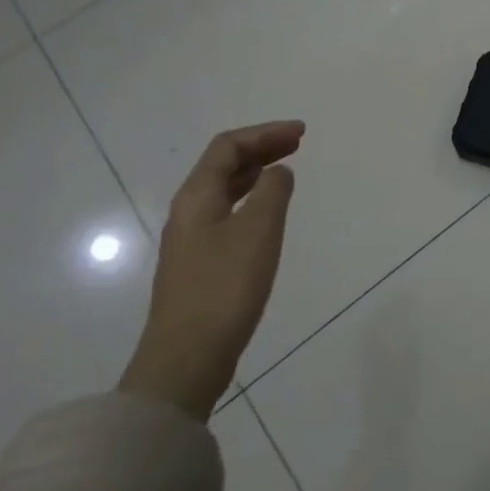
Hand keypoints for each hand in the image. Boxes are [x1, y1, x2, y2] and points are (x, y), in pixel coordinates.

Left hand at [118, 121, 302, 419]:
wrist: (187, 357)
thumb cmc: (225, 287)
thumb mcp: (258, 231)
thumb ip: (273, 192)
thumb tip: (278, 172)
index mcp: (197, 197)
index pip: (228, 147)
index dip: (265, 133)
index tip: (302, 133)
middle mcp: (188, 212)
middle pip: (223, 165)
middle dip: (261, 148)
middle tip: (298, 143)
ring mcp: (191, 240)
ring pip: (224, 190)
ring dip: (255, 173)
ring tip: (286, 169)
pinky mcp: (200, 264)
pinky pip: (226, 213)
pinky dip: (251, 199)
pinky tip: (267, 212)